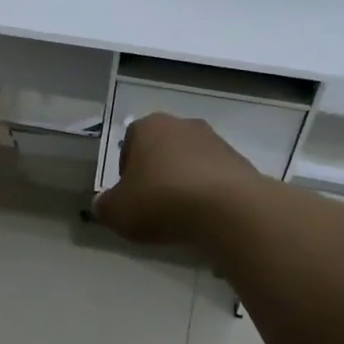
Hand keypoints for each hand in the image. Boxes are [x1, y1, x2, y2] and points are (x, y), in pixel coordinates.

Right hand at [93, 114, 264, 245]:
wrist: (226, 208)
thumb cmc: (161, 201)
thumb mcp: (117, 211)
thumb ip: (104, 206)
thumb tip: (102, 203)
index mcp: (149, 127)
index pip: (129, 142)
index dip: (126, 171)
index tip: (129, 196)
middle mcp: (183, 125)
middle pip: (162, 150)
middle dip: (156, 174)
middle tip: (153, 206)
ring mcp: (216, 141)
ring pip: (190, 162)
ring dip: (184, 183)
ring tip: (181, 216)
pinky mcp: (240, 162)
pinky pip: (215, 178)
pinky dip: (208, 194)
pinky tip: (205, 217)